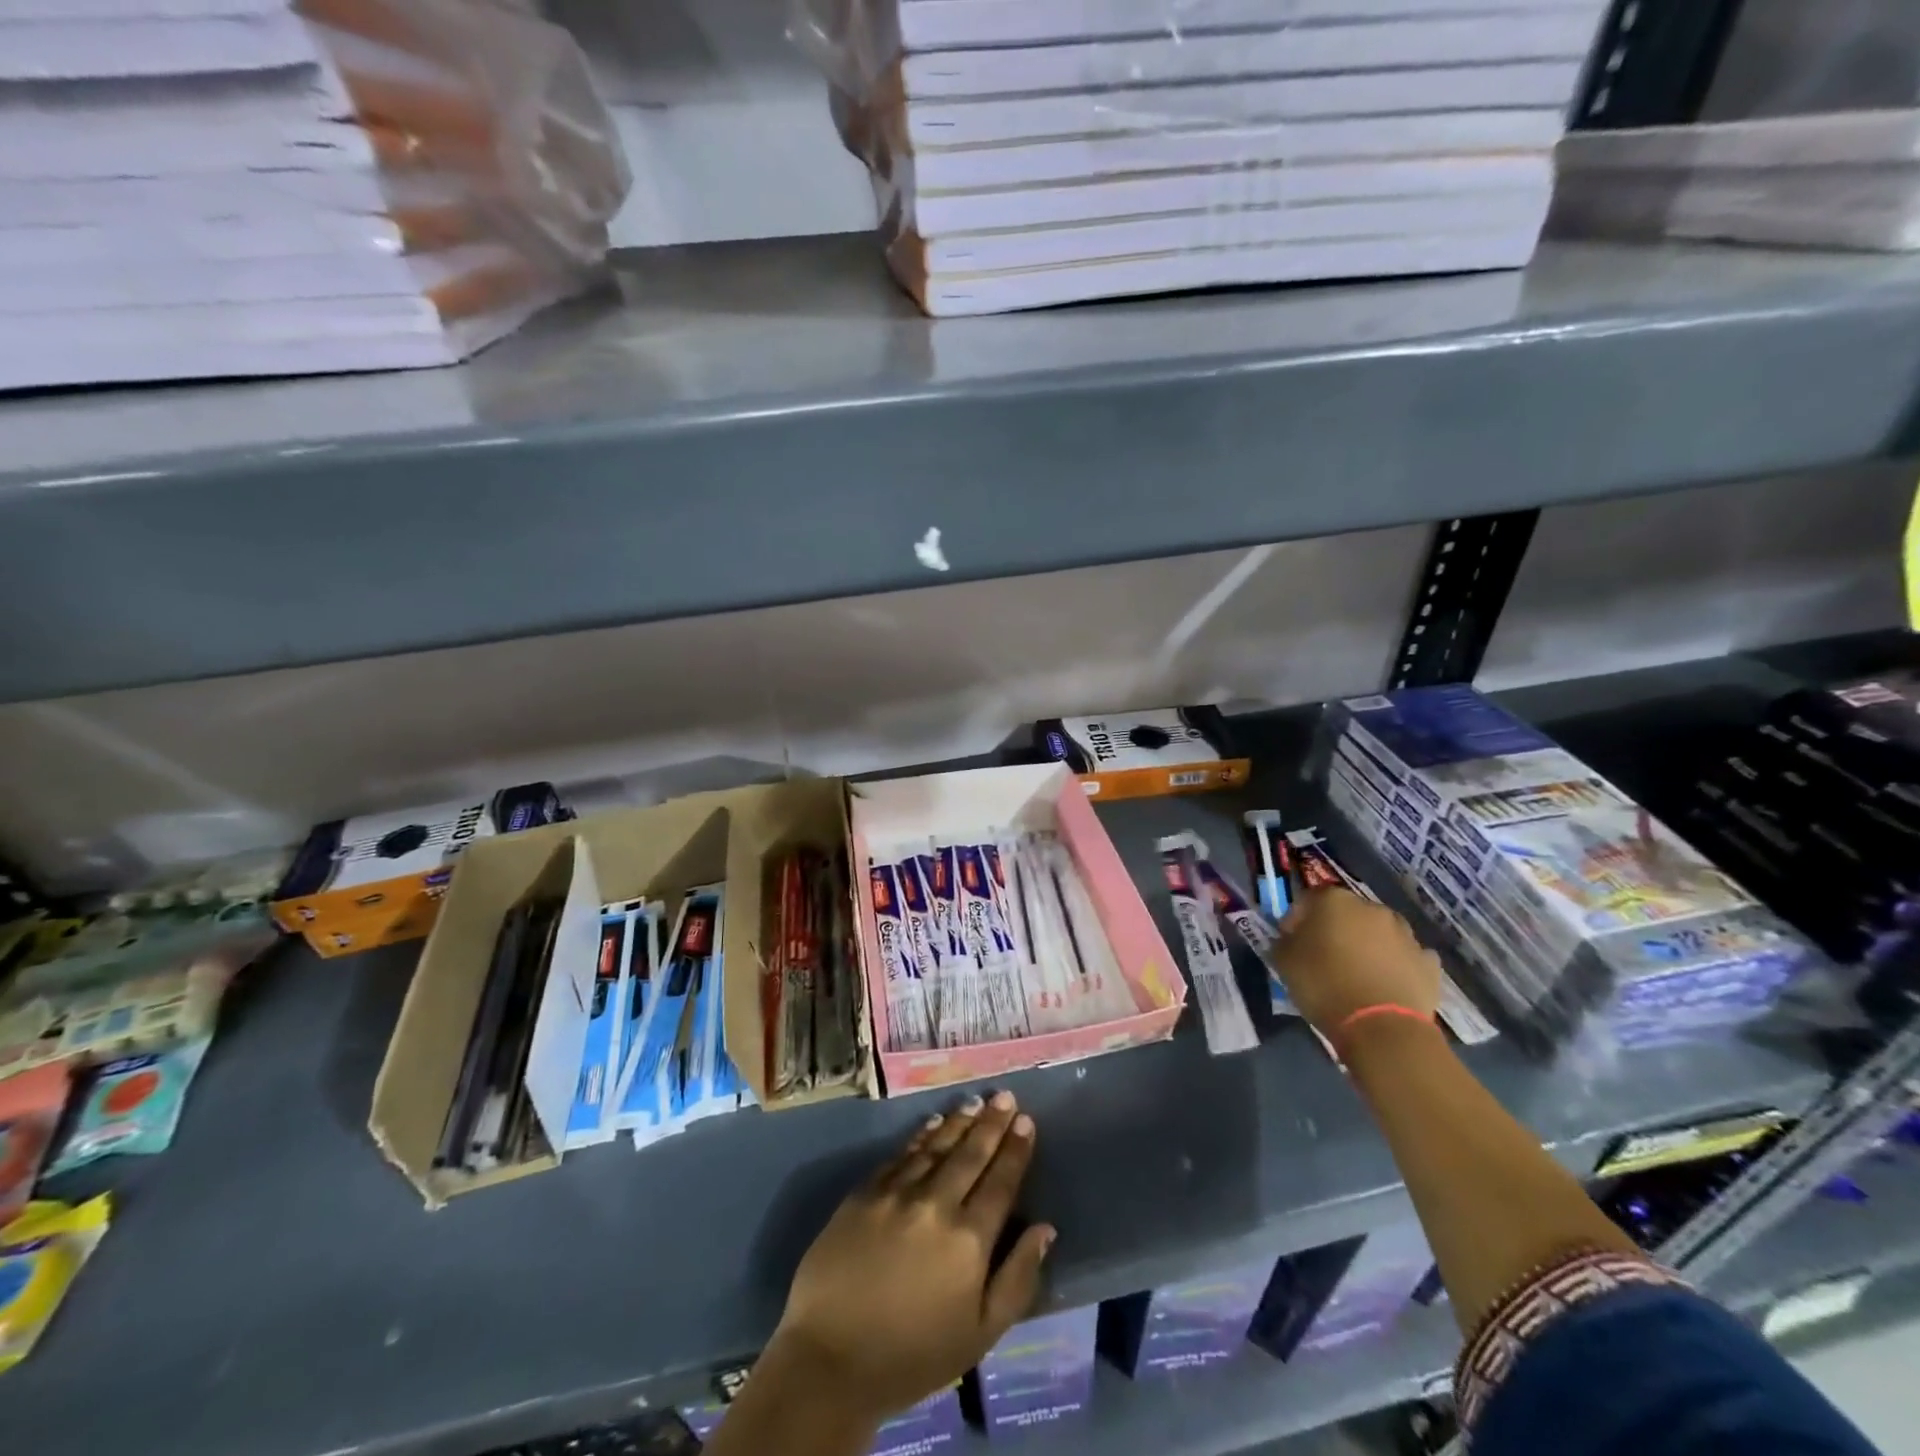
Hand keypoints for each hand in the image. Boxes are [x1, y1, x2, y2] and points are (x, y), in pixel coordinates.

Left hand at [766, 1090, 1053, 1422]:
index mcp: (969, 1239)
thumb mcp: (979, 1334)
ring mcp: (897, 1193)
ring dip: (958, 1122)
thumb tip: (1045, 1229)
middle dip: (991, 1123)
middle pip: (970, 1154)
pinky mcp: (865, 1192)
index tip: (1026, 1120)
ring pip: (936, 1146)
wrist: (829, 1360)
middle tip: (1005, 1096)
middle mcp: (936, 1204)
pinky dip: (921, 1136)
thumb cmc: (912, 1357)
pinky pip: (901, 1155)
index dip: (1015, 1150)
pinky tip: (932, 1123)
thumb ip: (1017, 1279)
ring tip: (975, 1102)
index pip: (1001, 1182)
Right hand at [1272, 887, 1440, 1037]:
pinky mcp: (1429, 962)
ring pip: (1379, 933)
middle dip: (1336, 930)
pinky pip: (1406, 957)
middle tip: (1324, 957)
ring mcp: (1406, 934)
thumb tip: (1289, 939)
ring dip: (1368, 946)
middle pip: (1347, 914)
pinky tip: (1386, 984)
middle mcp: (1372, 908)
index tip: (1291, 941)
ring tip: (1357, 974)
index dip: (1297, 920)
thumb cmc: (1325, 986)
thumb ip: (1284, 942)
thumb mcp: (1284, 962)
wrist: (1383, 1028)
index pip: (1308, 900)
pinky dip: (1396, 965)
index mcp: (1334, 901)